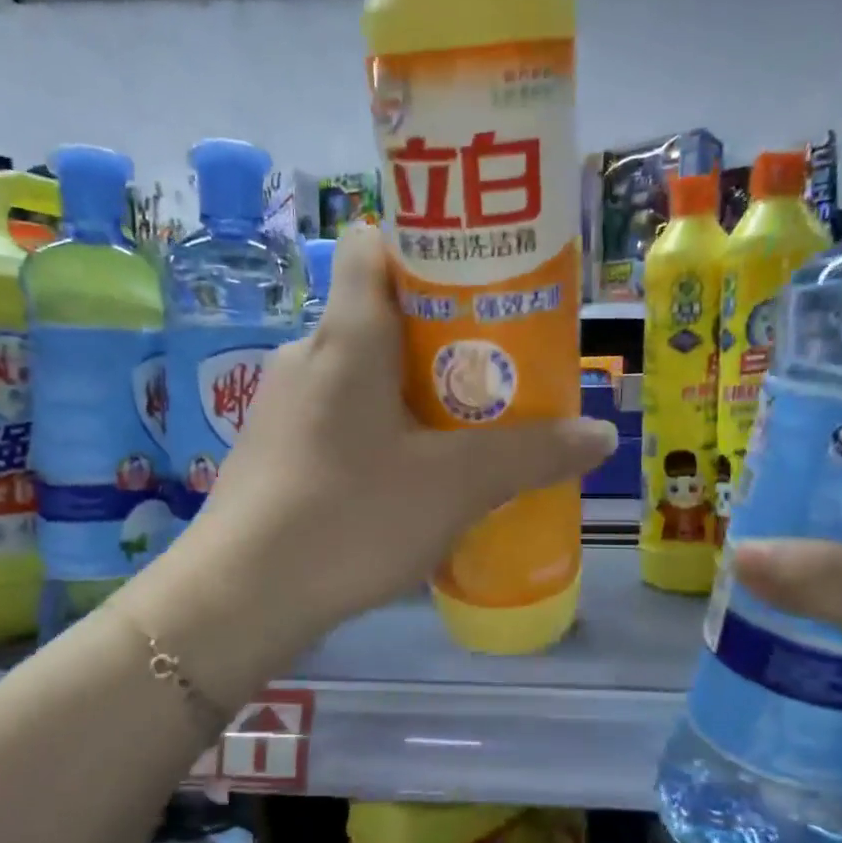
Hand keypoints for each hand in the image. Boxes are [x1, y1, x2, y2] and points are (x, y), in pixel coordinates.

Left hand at [162, 222, 615, 646]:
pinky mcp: (275, 449)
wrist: (239, 597)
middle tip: (499, 372)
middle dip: (444, 337)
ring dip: (414, 393)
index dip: (428, 250)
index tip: (480, 286)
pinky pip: (340, 417)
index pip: (376, 245)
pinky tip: (408, 479)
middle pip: (382, 315)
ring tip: (465, 432)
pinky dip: (381, 431)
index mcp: (348, 335)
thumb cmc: (350, 516)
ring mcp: (283, 404)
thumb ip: (532, 455)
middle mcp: (308, 354)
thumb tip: (602, 434)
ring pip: (362, 373)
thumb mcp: (456, 486)